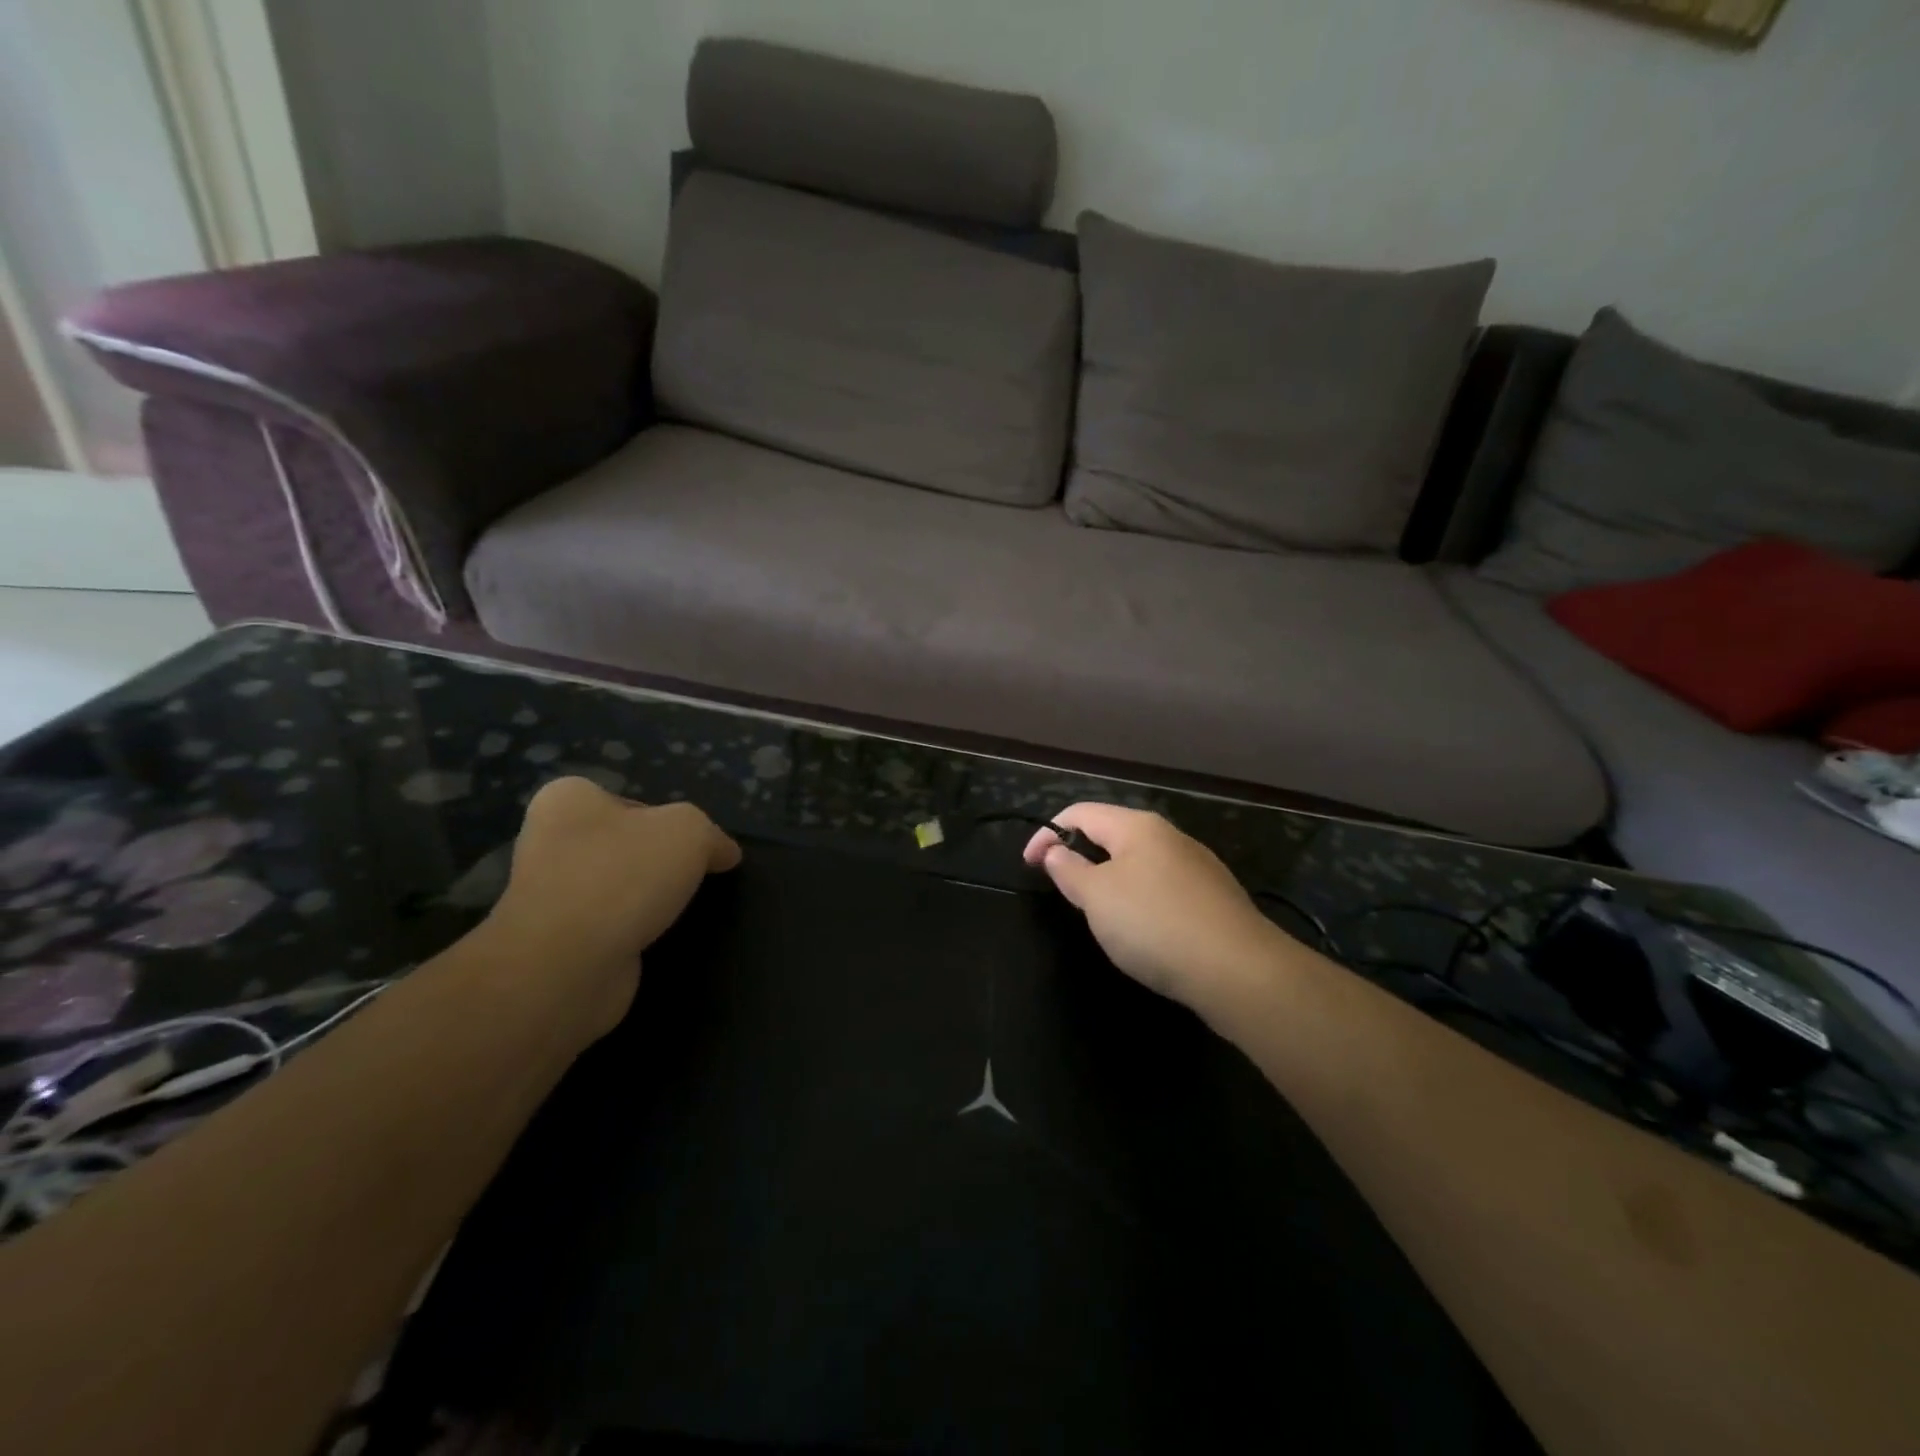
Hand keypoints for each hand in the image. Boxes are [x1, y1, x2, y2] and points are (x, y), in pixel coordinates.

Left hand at [485, 778, 740, 1035]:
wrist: (567, 965)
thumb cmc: (624, 876)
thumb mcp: (689, 831)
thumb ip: (711, 834)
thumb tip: (724, 853)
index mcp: (568, 800)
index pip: (633, 802)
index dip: (670, 822)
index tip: (693, 848)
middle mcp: (549, 841)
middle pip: (627, 845)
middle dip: (659, 863)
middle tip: (691, 879)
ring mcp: (548, 894)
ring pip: (618, 888)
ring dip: (646, 901)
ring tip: (674, 914)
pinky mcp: (556, 941)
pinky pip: (608, 927)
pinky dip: (632, 933)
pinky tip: (652, 941)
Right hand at [1023, 803, 1284, 1010]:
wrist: (1238, 971)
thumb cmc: (1154, 924)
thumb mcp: (1097, 897)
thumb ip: (1069, 870)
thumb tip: (1056, 850)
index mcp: (1137, 826)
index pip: (1080, 812)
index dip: (1047, 833)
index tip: (1028, 865)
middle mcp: (1170, 836)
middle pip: (1112, 834)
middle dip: (1080, 855)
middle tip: (1061, 888)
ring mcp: (1197, 866)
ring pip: (1139, 862)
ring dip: (1109, 878)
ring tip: (1097, 911)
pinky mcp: (1214, 898)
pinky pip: (1163, 887)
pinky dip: (1139, 898)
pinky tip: (1142, 930)